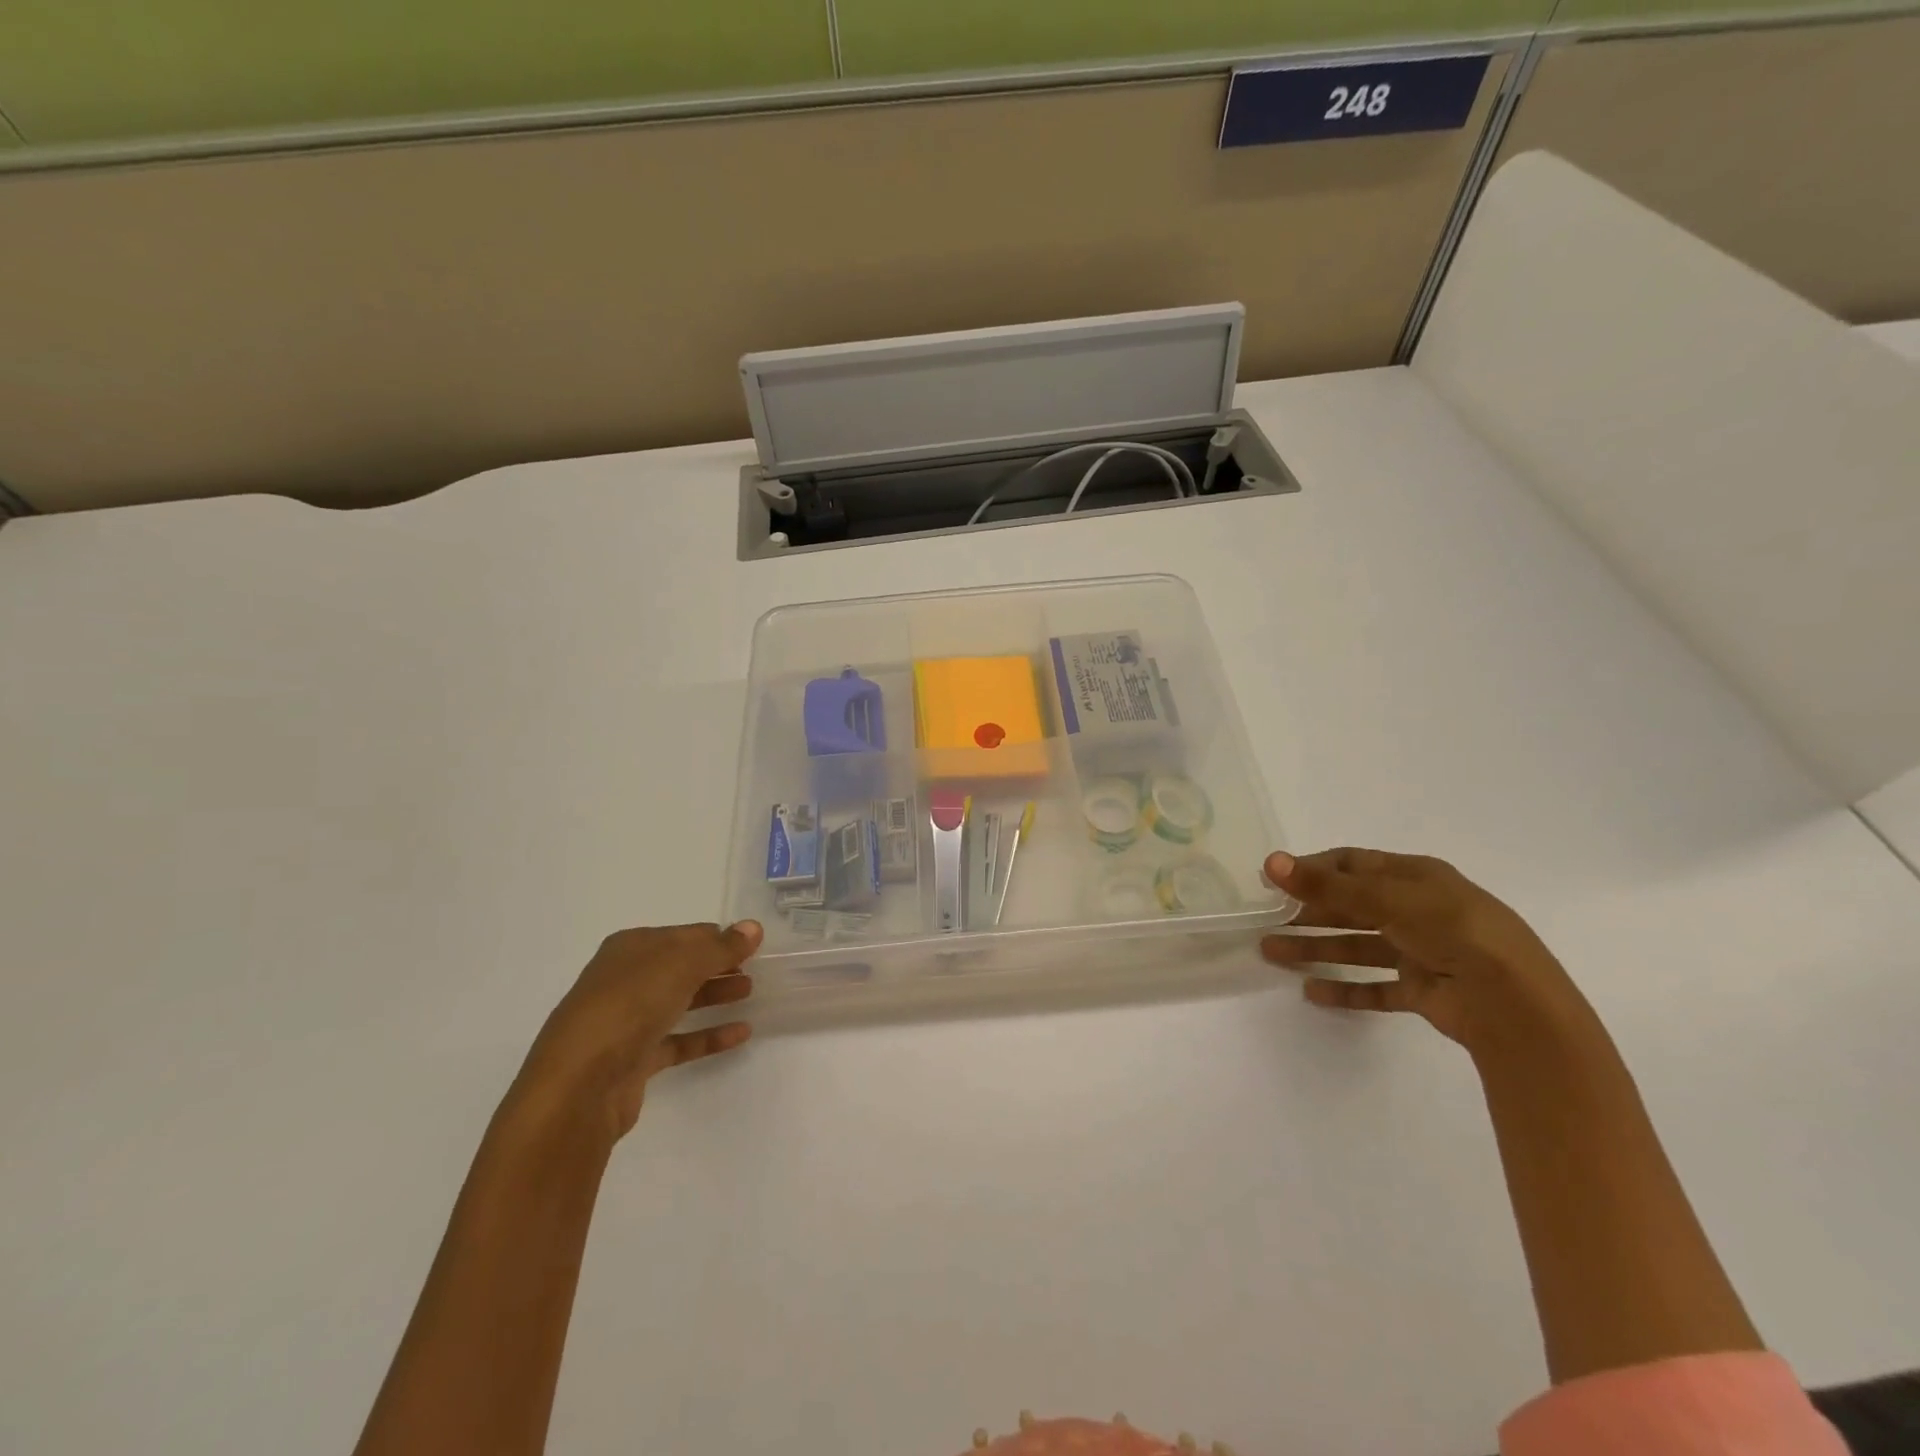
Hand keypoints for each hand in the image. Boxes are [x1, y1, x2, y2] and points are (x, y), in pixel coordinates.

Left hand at [509, 921, 761, 1142]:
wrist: (579, 1085)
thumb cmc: (629, 1006)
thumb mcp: (682, 964)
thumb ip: (721, 947)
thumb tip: (753, 927)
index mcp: (631, 948)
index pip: (684, 934)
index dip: (719, 937)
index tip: (753, 944)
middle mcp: (626, 980)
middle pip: (681, 966)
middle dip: (718, 965)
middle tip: (756, 968)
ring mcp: (628, 1021)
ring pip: (680, 1001)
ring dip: (714, 995)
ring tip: (751, 992)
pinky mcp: (634, 1060)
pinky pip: (679, 1040)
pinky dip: (708, 1035)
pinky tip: (741, 1033)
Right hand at [1260, 849, 1589, 1054]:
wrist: (1515, 1004)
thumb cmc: (1452, 931)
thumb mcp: (1387, 900)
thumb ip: (1327, 886)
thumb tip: (1270, 862)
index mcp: (1416, 877)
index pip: (1353, 864)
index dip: (1313, 870)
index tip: (1274, 880)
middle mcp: (1419, 910)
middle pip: (1351, 907)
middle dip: (1307, 913)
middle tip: (1265, 922)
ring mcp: (1423, 952)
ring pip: (1357, 946)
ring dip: (1315, 949)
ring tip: (1271, 955)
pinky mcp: (1425, 991)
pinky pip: (1376, 987)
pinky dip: (1346, 990)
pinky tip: (1312, 993)